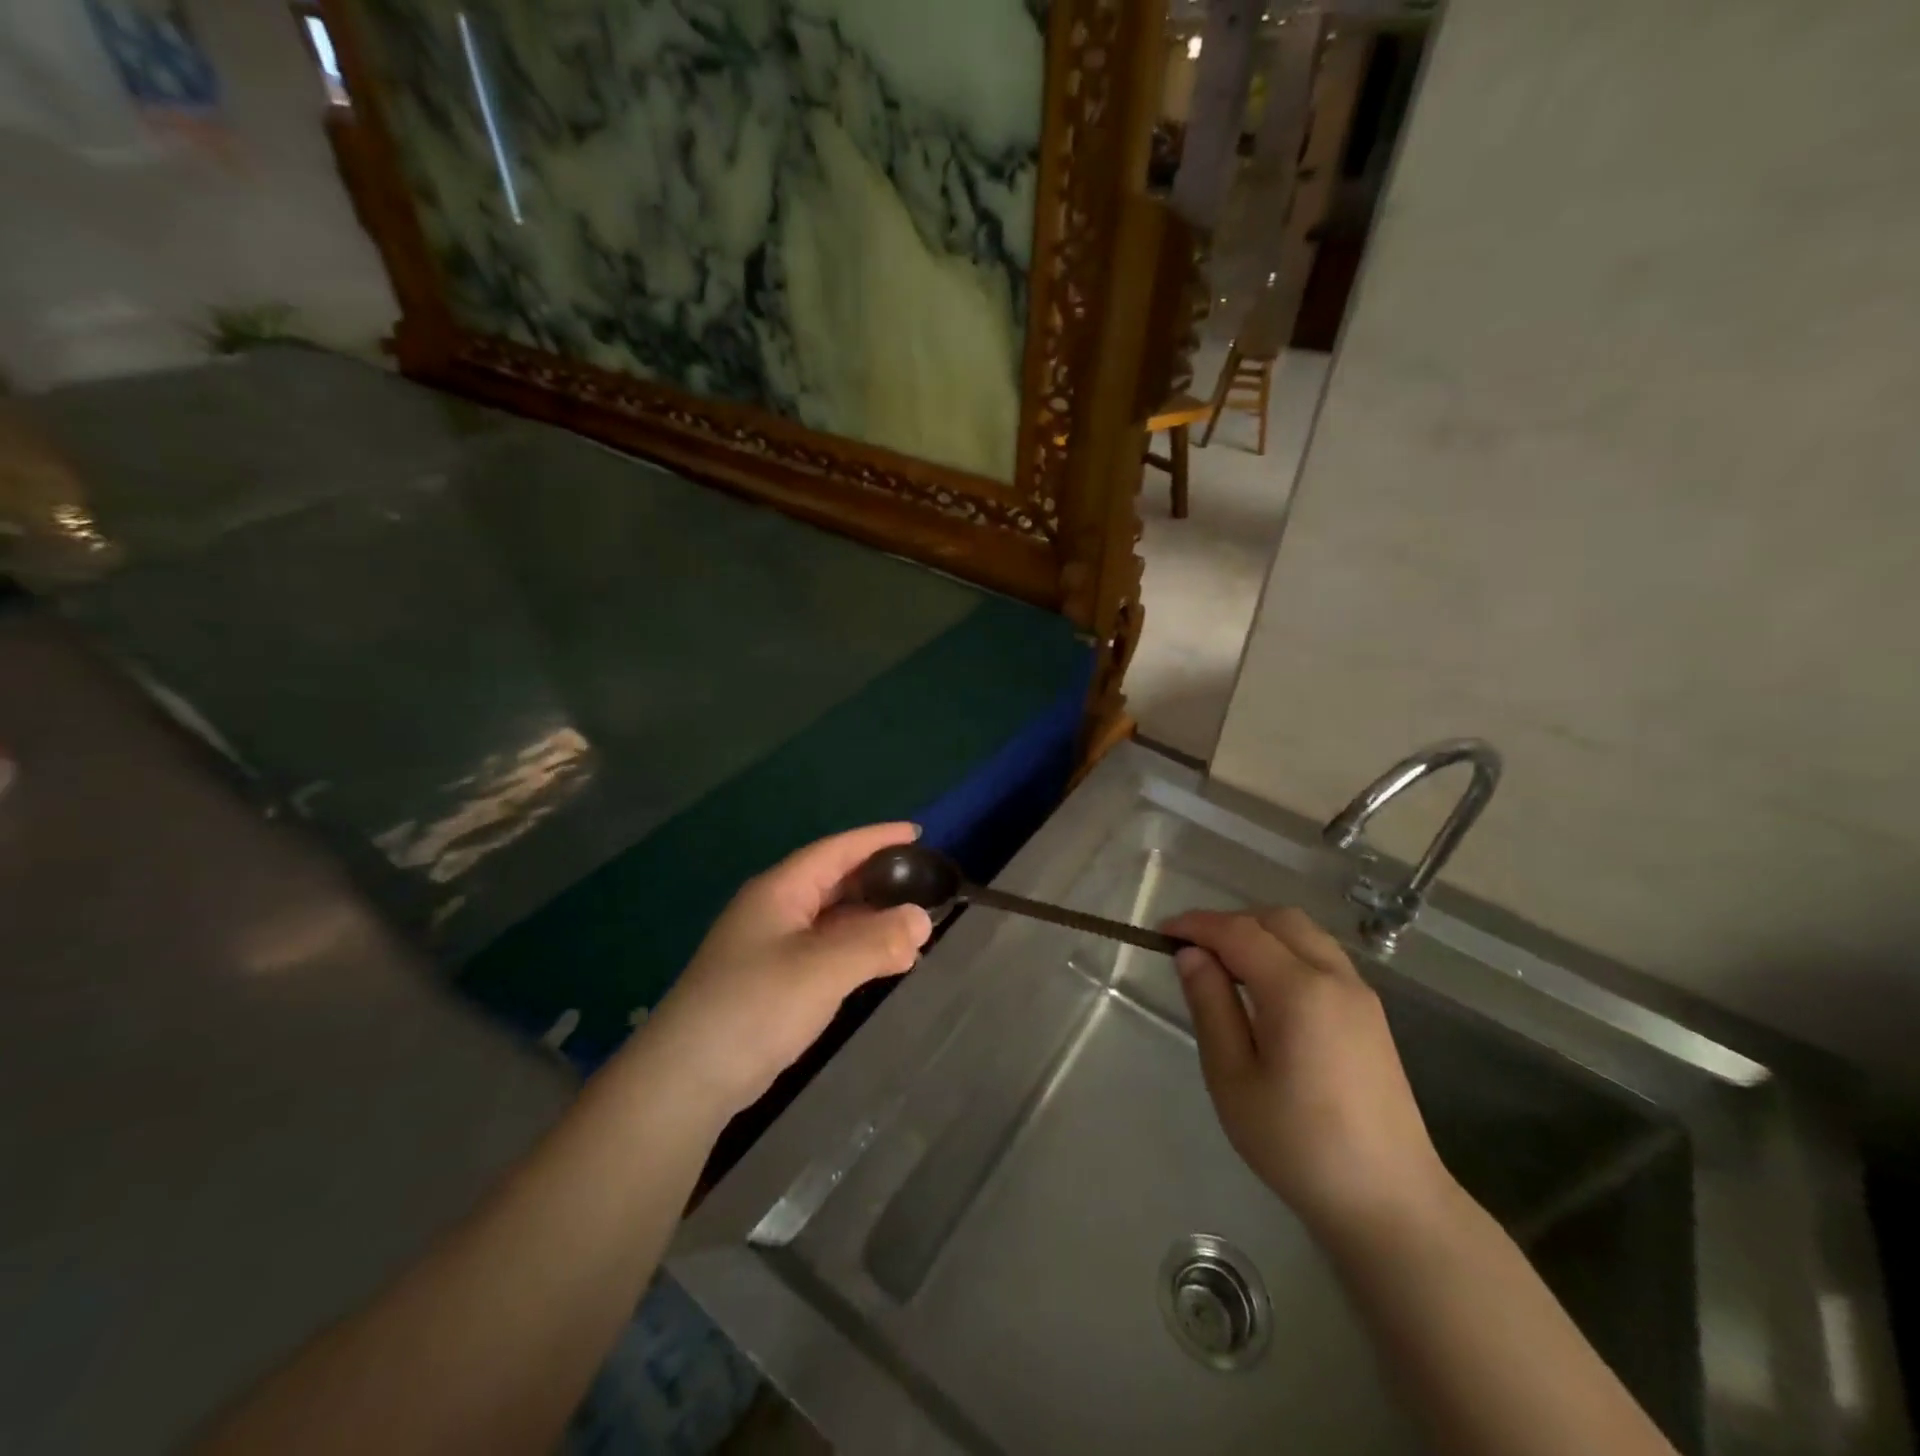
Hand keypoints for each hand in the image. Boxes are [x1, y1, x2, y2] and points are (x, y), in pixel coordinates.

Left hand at [642, 824, 933, 1116]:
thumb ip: (876, 941)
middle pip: (834, 881)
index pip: (836, 850)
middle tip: (924, 881)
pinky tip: (883, 962)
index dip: (877, 838)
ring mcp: (772, 947)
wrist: (687, 1078)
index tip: (918, 834)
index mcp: (780, 890)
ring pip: (832, 919)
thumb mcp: (822, 968)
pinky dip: (858, 950)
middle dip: (878, 878)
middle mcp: (775, 910)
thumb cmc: (755, 1006)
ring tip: (914, 924)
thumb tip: (923, 919)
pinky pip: (826, 950)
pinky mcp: (774, 982)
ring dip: (871, 919)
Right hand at [1163, 907, 1455, 1241]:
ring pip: (1304, 934)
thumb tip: (1191, 955)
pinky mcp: (1371, 1015)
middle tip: (1193, 950)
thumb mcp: (1233, 1078)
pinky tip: (1265, 989)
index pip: (1239, 932)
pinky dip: (1286, 952)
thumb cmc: (1298, 1145)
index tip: (1161, 933)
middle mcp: (1335, 978)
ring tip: (1224, 966)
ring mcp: (1360, 995)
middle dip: (1230, 922)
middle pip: (1277, 920)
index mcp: (1299, 990)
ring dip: (1260, 934)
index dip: (1197, 925)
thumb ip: (1210, 1006)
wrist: (1391, 1203)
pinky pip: (1322, 957)